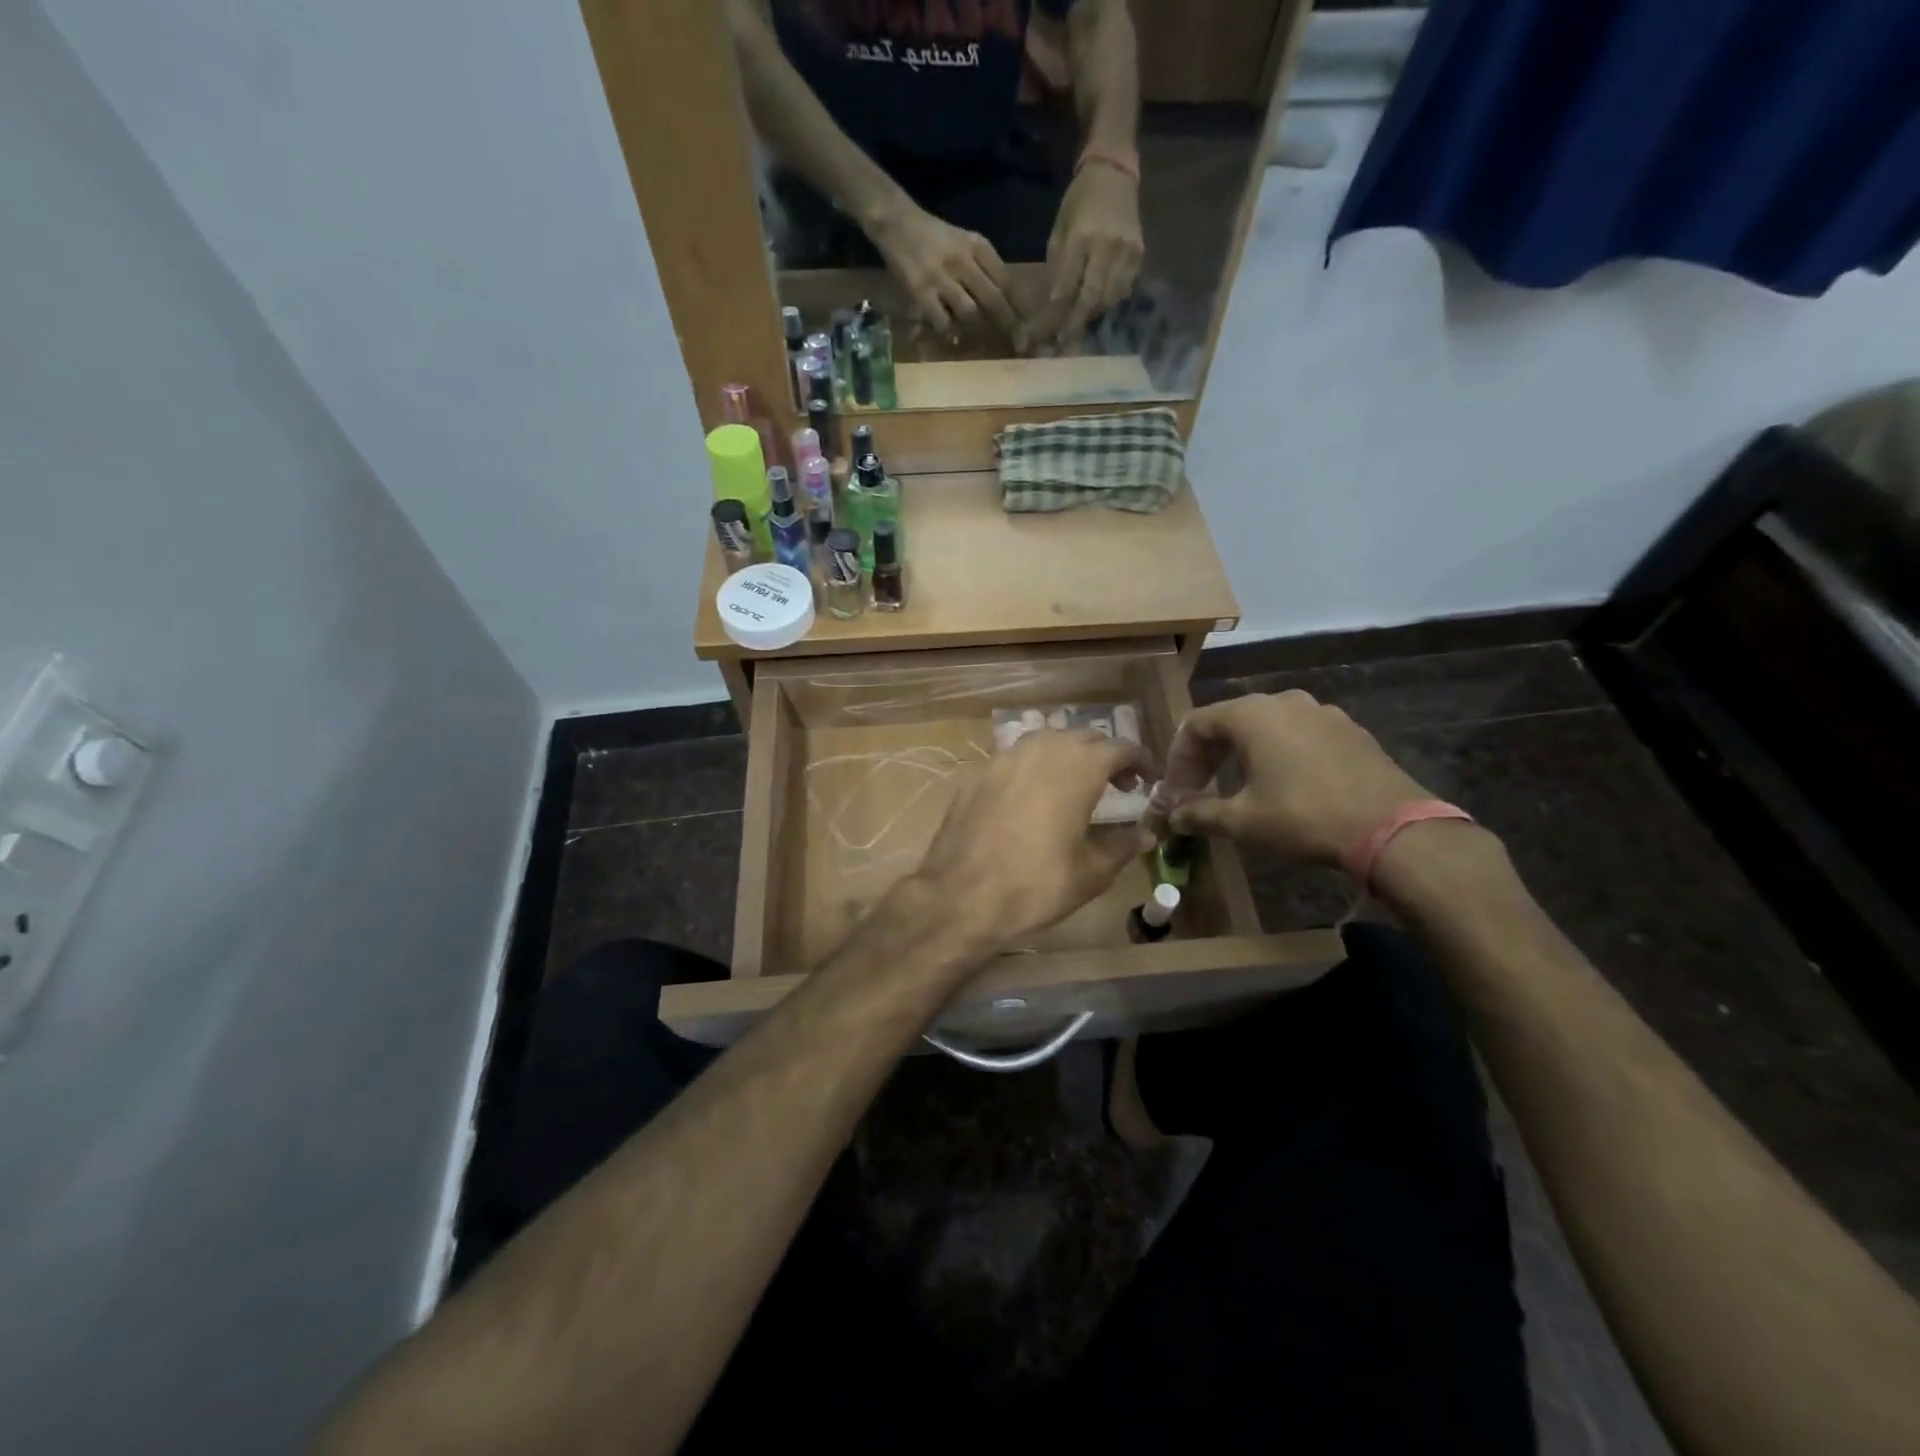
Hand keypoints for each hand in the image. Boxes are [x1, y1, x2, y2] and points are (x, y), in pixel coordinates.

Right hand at [868, 203, 1020, 338]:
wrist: (897, 223)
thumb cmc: (936, 238)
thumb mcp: (966, 243)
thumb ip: (986, 268)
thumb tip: (1009, 304)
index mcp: (978, 246)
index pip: (1007, 280)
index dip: (1021, 307)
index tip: (1032, 327)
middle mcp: (963, 260)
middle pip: (994, 299)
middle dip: (1010, 326)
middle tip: (1020, 346)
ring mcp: (941, 277)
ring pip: (970, 312)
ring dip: (980, 331)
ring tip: (986, 343)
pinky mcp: (921, 291)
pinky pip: (942, 320)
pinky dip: (951, 332)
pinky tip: (954, 338)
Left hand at [908, 730, 1152, 951]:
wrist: (960, 897)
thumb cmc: (1036, 885)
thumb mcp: (1091, 873)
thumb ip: (1122, 846)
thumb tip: (1145, 834)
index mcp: (1077, 767)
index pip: (1119, 747)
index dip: (1138, 760)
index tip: (1147, 778)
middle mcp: (1040, 750)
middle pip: (1081, 738)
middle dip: (1104, 755)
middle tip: (1117, 784)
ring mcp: (1002, 758)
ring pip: (1044, 742)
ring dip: (1066, 756)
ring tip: (1073, 786)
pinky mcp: (974, 774)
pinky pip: (1012, 760)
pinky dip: (1031, 770)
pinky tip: (1030, 798)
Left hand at [1032, 162, 1142, 345]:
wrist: (1114, 172)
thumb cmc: (1079, 202)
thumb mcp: (1059, 230)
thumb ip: (1057, 267)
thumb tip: (1052, 305)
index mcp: (1081, 237)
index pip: (1067, 286)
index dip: (1057, 313)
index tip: (1046, 332)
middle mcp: (1106, 246)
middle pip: (1091, 297)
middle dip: (1075, 323)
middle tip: (1063, 341)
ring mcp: (1127, 251)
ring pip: (1109, 298)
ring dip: (1093, 315)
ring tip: (1080, 323)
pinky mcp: (1139, 254)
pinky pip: (1124, 289)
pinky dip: (1110, 301)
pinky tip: (1100, 303)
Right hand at [1160, 692, 1434, 864]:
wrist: (1392, 827)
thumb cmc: (1303, 816)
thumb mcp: (1243, 820)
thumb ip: (1200, 814)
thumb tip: (1172, 817)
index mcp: (1251, 714)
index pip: (1195, 725)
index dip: (1178, 758)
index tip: (1176, 791)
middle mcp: (1283, 701)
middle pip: (1229, 720)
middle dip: (1208, 755)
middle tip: (1200, 789)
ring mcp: (1321, 712)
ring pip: (1266, 726)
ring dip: (1242, 753)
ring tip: (1239, 786)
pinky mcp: (1349, 729)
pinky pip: (1299, 734)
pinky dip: (1278, 753)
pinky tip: (1284, 784)